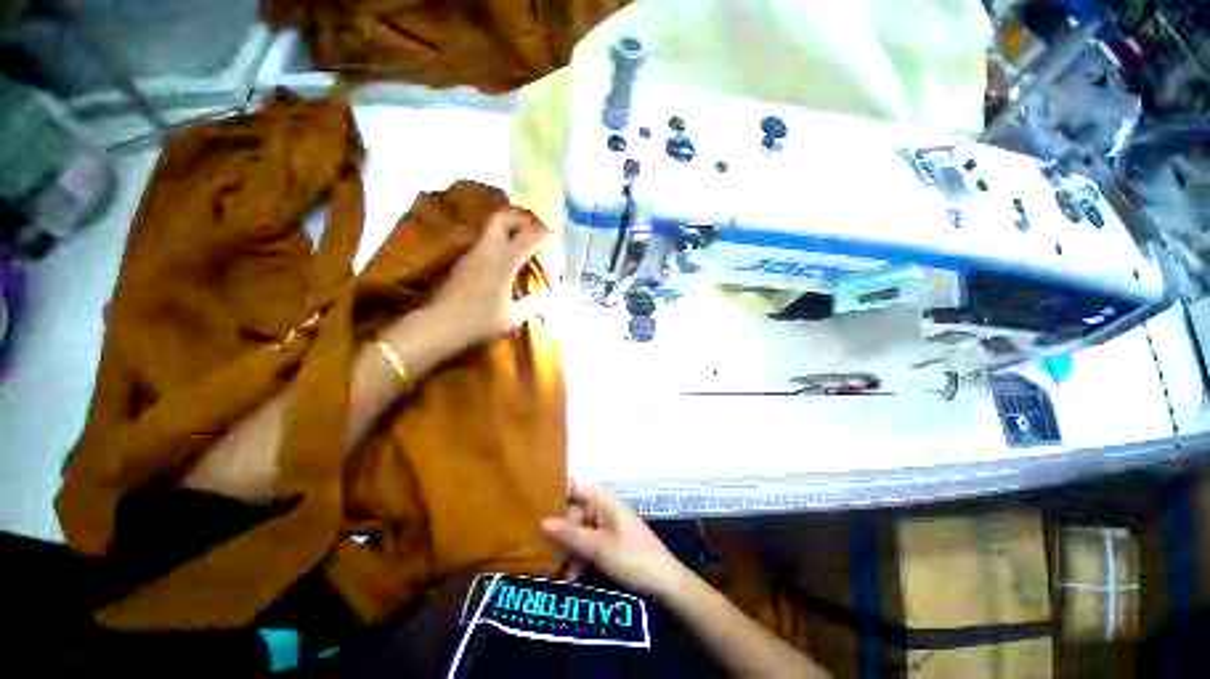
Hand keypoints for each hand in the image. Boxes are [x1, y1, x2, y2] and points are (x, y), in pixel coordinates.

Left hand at [427, 208, 546, 351]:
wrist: (441, 325)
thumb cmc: (480, 321)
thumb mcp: (513, 317)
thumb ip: (533, 304)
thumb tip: (547, 296)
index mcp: (503, 263)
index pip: (527, 240)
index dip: (542, 237)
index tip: (553, 239)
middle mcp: (487, 251)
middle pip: (501, 219)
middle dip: (519, 220)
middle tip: (531, 234)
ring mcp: (472, 255)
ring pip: (491, 230)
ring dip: (508, 233)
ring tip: (521, 250)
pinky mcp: (463, 262)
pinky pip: (485, 244)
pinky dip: (498, 246)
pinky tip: (504, 265)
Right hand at [540, 484, 688, 597]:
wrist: (664, 582)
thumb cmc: (632, 556)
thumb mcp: (597, 547)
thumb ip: (569, 534)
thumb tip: (540, 521)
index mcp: (602, 498)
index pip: (572, 487)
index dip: (553, 494)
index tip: (530, 507)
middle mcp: (601, 507)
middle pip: (571, 512)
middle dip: (556, 531)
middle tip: (535, 548)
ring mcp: (605, 524)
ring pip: (576, 530)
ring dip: (565, 549)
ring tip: (552, 571)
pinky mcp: (607, 541)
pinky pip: (585, 543)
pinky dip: (576, 557)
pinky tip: (568, 576)